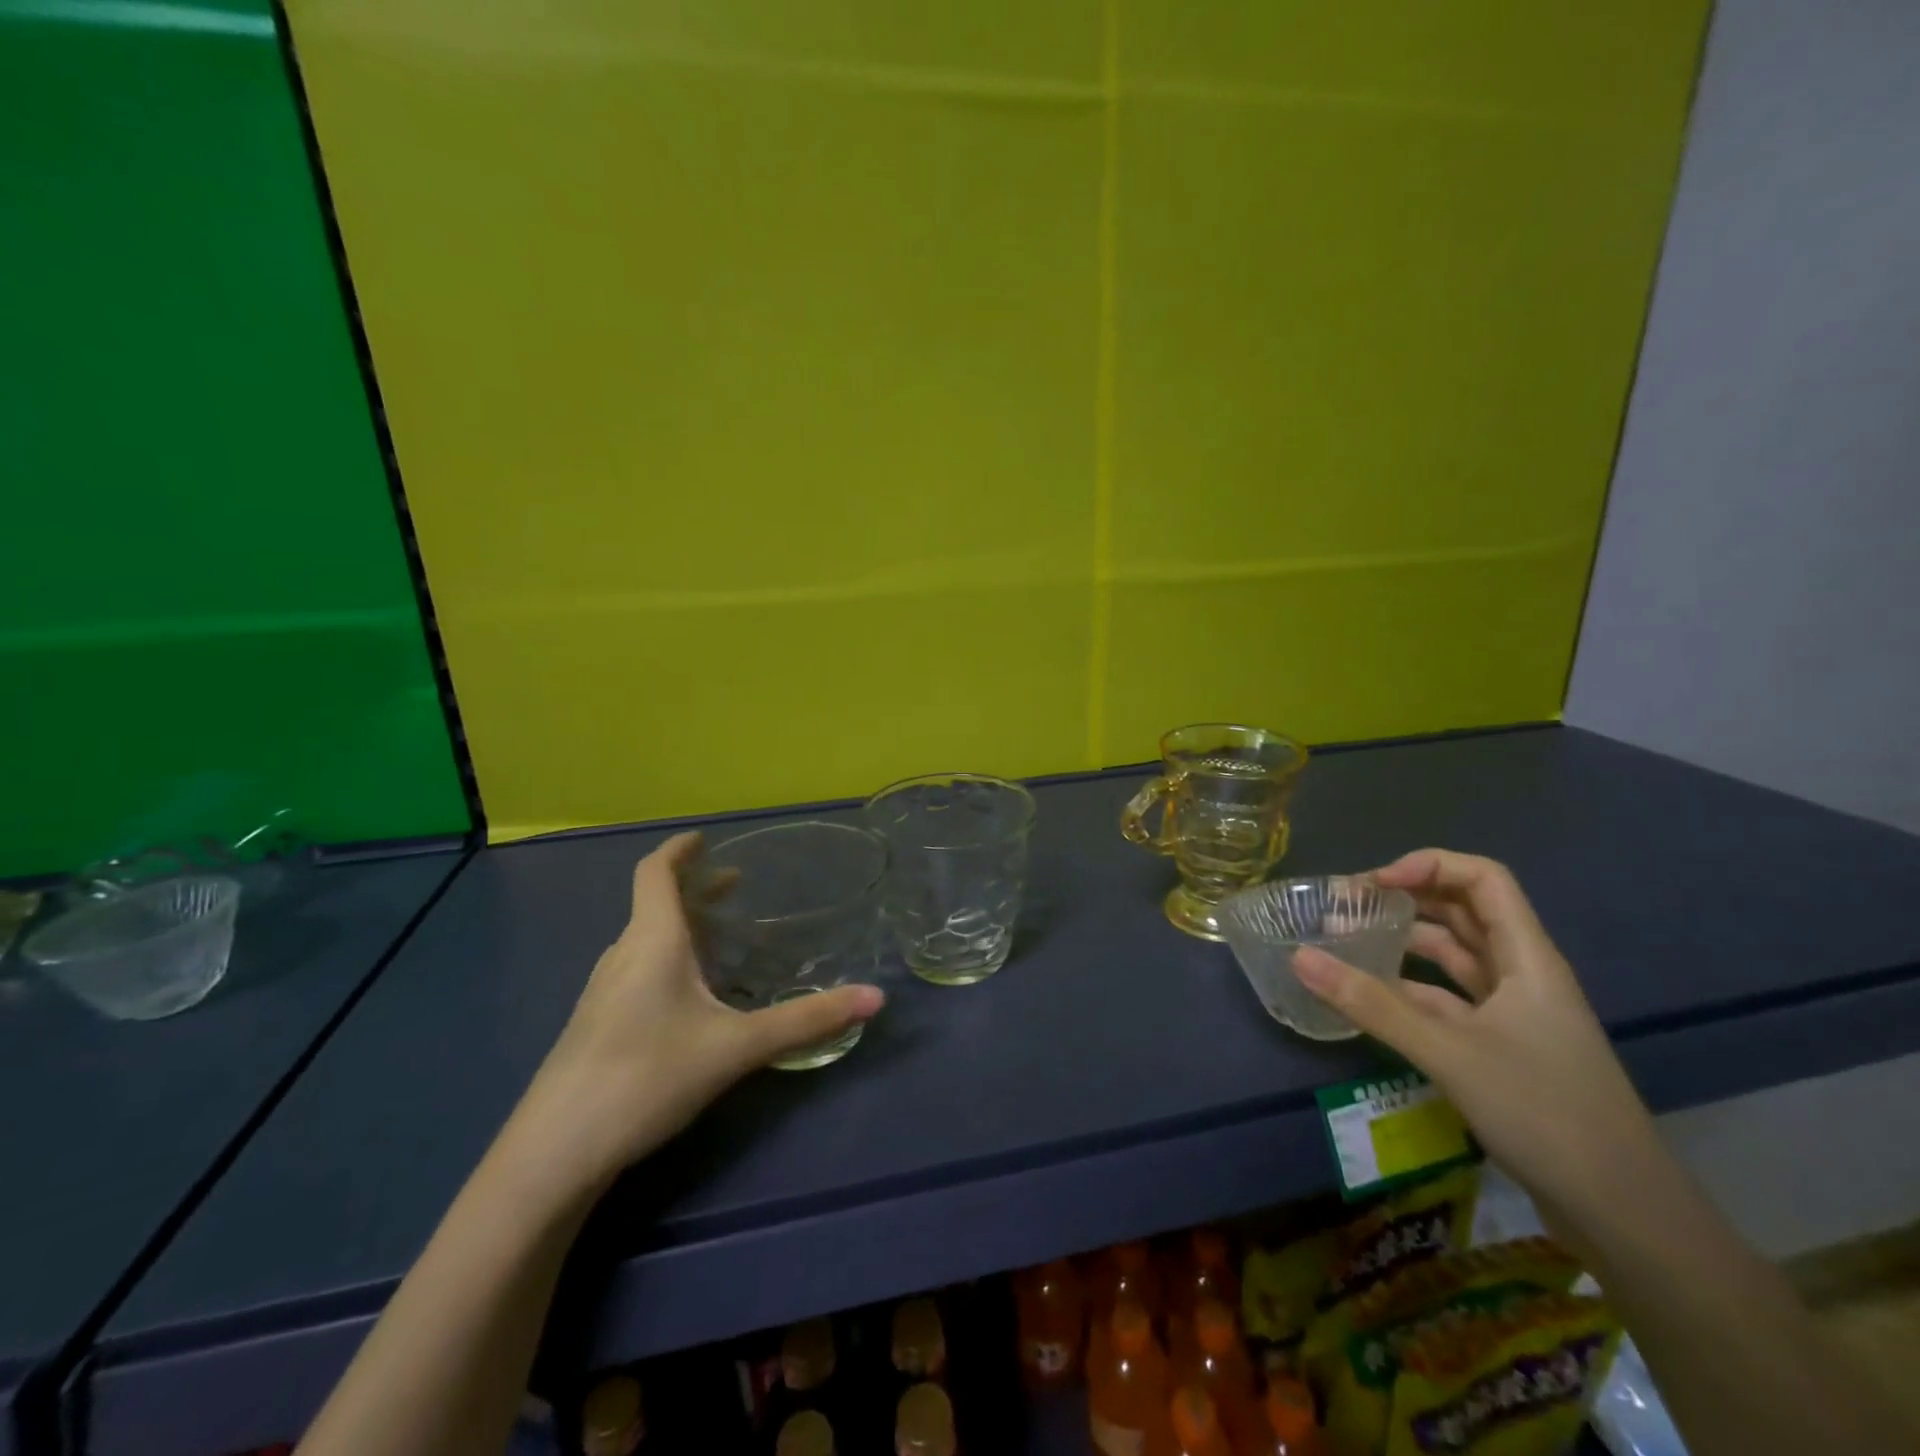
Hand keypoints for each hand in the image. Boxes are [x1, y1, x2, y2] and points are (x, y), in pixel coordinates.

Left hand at [509, 833, 884, 1197]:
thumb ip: (806, 1022)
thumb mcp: (737, 1048)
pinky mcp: (594, 1026)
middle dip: (694, 889)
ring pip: (644, 940)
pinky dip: (665, 958)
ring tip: (718, 938)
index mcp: (652, 941)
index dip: (678, 850)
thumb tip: (876, 998)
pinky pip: (635, 970)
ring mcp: (601, 993)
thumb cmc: (647, 1077)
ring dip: (680, 925)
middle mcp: (622, 956)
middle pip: (653, 904)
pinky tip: (687, 997)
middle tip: (735, 887)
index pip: (655, 872)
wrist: (553, 1154)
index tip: (705, 839)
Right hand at [1293, 849, 1656, 1219]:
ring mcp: (1512, 1014)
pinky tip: (1368, 996)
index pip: (1483, 880)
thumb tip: (1300, 957)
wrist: (1623, 1214)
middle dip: (1407, 898)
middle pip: (1464, 912)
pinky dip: (1408, 988)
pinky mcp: (1499, 1048)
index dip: (1429, 866)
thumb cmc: (1545, 1114)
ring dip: (1404, 942)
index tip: (1374, 884)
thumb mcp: (1449, 1053)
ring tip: (1346, 940)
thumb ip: (1372, 1004)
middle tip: (1347, 905)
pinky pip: (1446, 999)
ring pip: (1453, 957)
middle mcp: (1521, 975)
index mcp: (1527, 958)